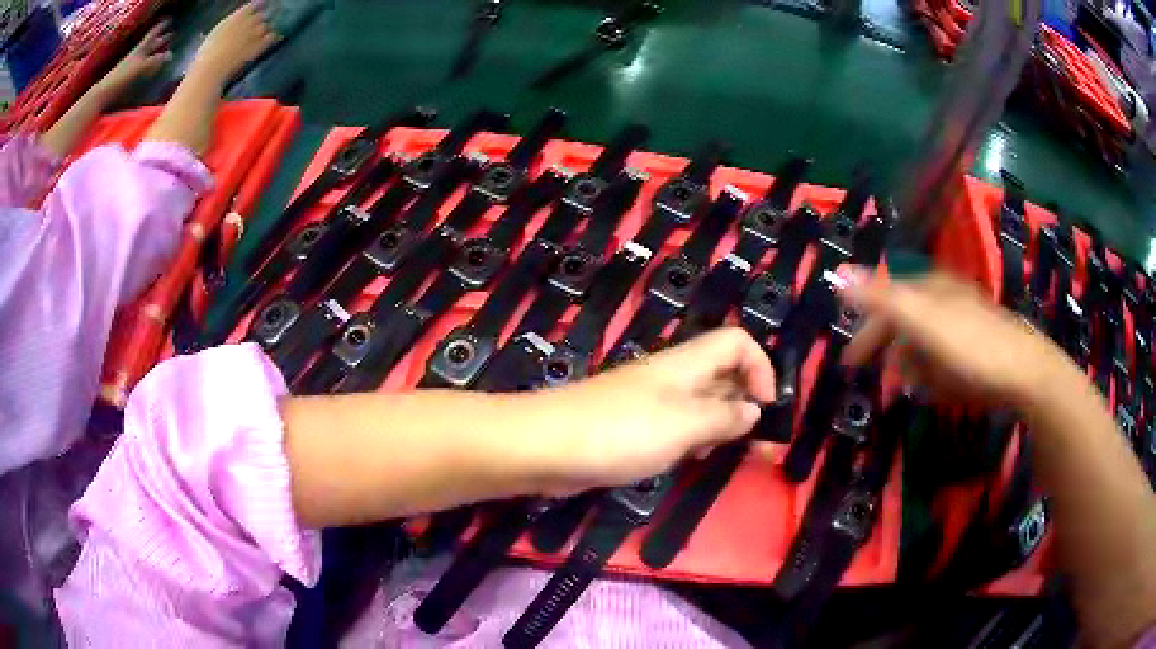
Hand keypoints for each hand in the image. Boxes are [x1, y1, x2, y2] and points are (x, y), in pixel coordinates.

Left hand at [95, 22, 172, 96]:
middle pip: (151, 44)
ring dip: (156, 52)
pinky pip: (143, 67)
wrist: (104, 94)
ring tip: (165, 50)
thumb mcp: (140, 67)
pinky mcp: (128, 78)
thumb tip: (170, 55)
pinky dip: (150, 65)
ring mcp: (132, 66)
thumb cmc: (121, 78)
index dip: (161, 26)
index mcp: (141, 49)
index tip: (170, 19)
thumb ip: (154, 61)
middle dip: (161, 38)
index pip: (153, 34)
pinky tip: (152, 68)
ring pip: (147, 55)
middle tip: (172, 34)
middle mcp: (138, 55)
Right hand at [188, 3, 277, 84]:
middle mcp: (248, 22)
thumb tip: (232, 24)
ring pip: (266, 26)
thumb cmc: (205, 56)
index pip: (253, 6)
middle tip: (256, 27)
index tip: (258, 7)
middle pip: (260, 16)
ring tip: (261, 35)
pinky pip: (272, 37)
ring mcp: (254, 34)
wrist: (210, 70)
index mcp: (235, 17)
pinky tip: (274, 38)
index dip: (256, 7)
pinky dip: (273, 37)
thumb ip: (228, 26)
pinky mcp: (258, 46)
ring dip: (264, 30)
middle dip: (258, 21)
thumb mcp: (215, 35)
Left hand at [531, 328, 776, 492]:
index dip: (761, 368)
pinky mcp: (634, 426)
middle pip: (724, 374)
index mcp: (688, 363)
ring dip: (723, 426)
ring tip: (730, 456)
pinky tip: (690, 461)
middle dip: (747, 404)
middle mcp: (673, 375)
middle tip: (760, 447)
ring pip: (702, 403)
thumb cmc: (622, 432)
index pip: (738, 342)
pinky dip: (693, 440)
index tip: (767, 409)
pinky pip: (677, 426)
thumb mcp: (686, 425)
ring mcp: (651, 401)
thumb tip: (754, 411)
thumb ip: (725, 417)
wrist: (548, 447)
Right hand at [839, 271, 1077, 407]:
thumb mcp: (923, 321)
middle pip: (905, 324)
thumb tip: (836, 273)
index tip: (849, 364)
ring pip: (926, 345)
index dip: (865, 331)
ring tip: (917, 389)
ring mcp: (963, 323)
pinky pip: (945, 360)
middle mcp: (945, 300)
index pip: (885, 303)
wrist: (1024, 373)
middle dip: (892, 353)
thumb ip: (881, 298)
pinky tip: (941, 390)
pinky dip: (937, 376)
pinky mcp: (976, 348)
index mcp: (929, 288)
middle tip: (882, 381)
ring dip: (915, 368)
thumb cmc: (971, 346)